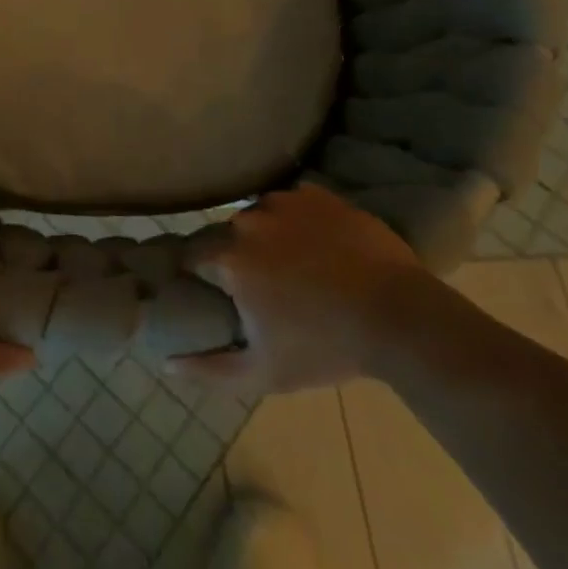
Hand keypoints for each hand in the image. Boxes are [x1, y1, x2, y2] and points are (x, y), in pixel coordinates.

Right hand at [170, 184, 430, 392]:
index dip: (203, 275)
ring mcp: (285, 202)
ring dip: (269, 236)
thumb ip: (209, 369)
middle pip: (230, 235)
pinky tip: (320, 245)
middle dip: (240, 257)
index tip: (218, 293)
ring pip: (261, 215)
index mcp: (230, 258)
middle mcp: (248, 221)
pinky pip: (294, 203)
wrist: (401, 319)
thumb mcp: (264, 373)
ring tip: (298, 265)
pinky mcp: (318, 195)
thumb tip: (166, 362)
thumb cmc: (326, 348)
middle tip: (267, 286)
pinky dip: (299, 220)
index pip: (195, 256)